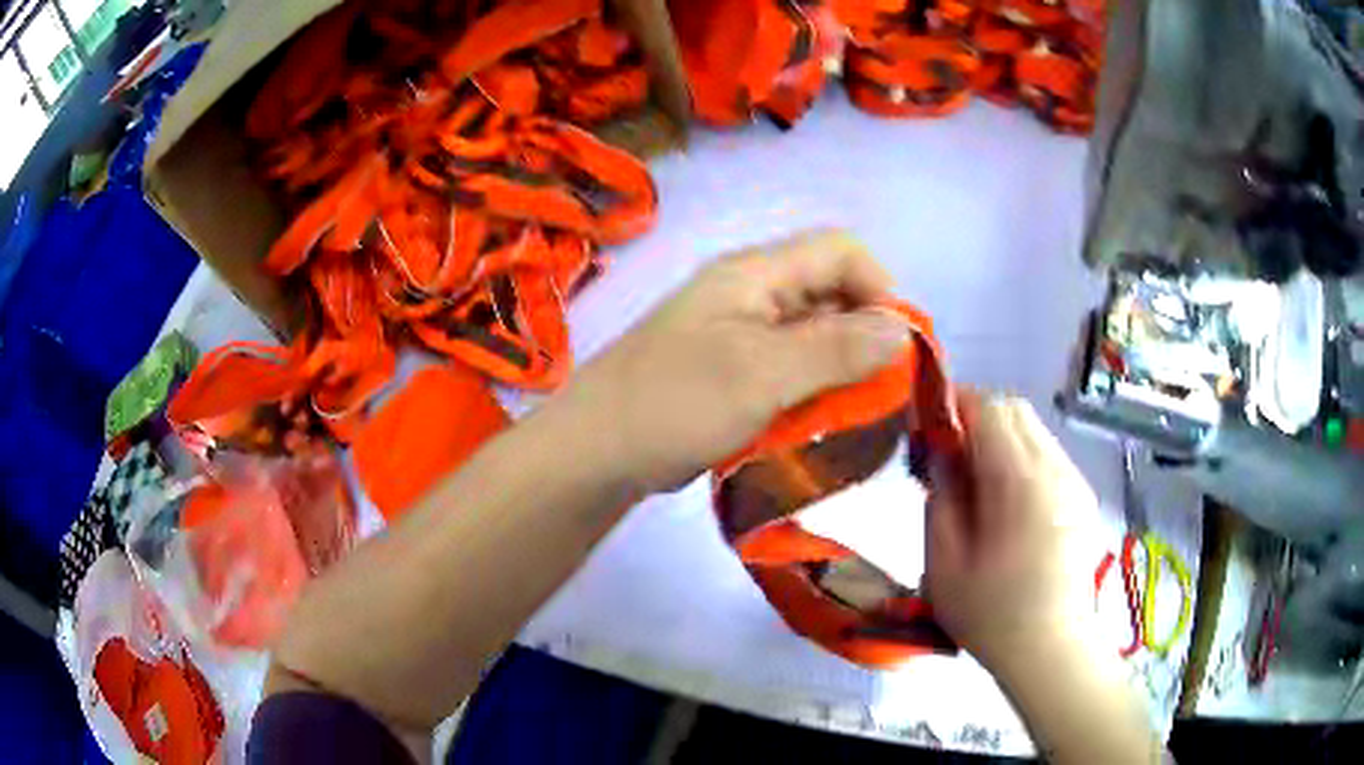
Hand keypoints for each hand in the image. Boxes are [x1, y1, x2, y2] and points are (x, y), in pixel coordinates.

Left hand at [563, 229, 913, 493]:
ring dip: (841, 369)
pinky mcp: (730, 372)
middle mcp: (750, 294)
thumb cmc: (674, 403)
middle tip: (881, 391)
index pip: (840, 251)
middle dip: (865, 335)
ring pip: (812, 335)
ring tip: (856, 413)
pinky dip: (813, 390)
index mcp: (755, 274)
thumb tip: (903, 330)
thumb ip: (836, 349)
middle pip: (830, 293)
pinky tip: (819, 424)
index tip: (895, 348)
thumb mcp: (761, 374)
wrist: (595, 452)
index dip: (879, 288)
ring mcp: (738, 334)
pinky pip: (789, 368)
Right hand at [925, 391, 1101, 674]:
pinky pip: (1048, 454)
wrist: (1049, 648)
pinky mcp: (1082, 496)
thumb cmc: (989, 613)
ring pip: (1034, 429)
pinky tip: (1008, 501)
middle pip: (1015, 409)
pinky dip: (1022, 457)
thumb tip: (941, 449)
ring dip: (1001, 437)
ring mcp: (1074, 481)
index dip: (954, 403)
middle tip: (949, 452)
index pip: (989, 408)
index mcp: (1019, 483)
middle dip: (977, 416)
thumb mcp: (944, 560)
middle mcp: (1054, 469)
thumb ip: (941, 493)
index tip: (928, 422)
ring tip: (977, 479)